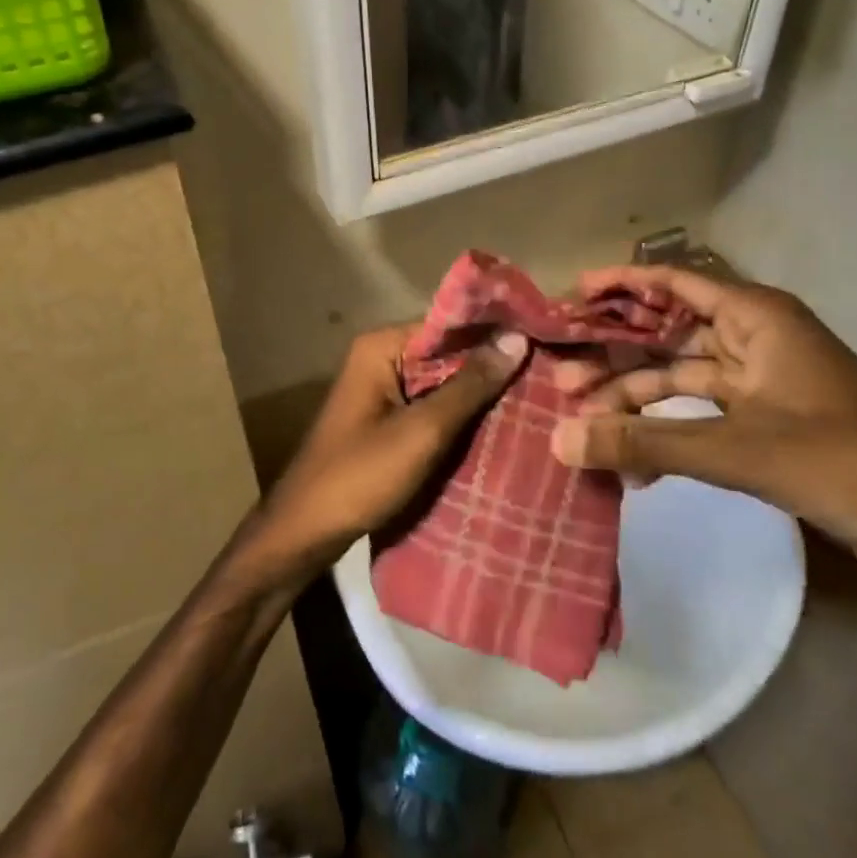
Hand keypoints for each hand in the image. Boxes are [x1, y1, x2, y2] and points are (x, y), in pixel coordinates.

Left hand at [248, 324, 528, 581]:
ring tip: (538, 396)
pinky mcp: (387, 419)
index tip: (545, 342)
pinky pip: (431, 406)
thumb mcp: (422, 431)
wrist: (305, 532)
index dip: (494, 334)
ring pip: (443, 382)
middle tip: (551, 374)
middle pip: (447, 353)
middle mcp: (380, 358)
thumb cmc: (360, 476)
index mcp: (381, 347)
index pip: (449, 326)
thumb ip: (469, 385)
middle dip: (491, 365)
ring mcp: (382, 389)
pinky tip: (501, 424)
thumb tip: (517, 338)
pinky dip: (460, 414)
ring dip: (480, 393)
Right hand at [551, 266, 856, 607]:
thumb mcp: (733, 448)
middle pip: (667, 335)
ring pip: (679, 379)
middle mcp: (755, 340)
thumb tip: (559, 442)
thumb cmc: (840, 460)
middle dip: (614, 358)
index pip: (673, 283)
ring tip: (582, 424)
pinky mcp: (767, 425)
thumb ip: (642, 443)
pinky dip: (666, 435)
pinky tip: (634, 468)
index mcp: (756, 318)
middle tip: (561, 380)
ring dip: (634, 402)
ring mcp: (762, 384)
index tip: (572, 296)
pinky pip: (700, 416)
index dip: (621, 285)